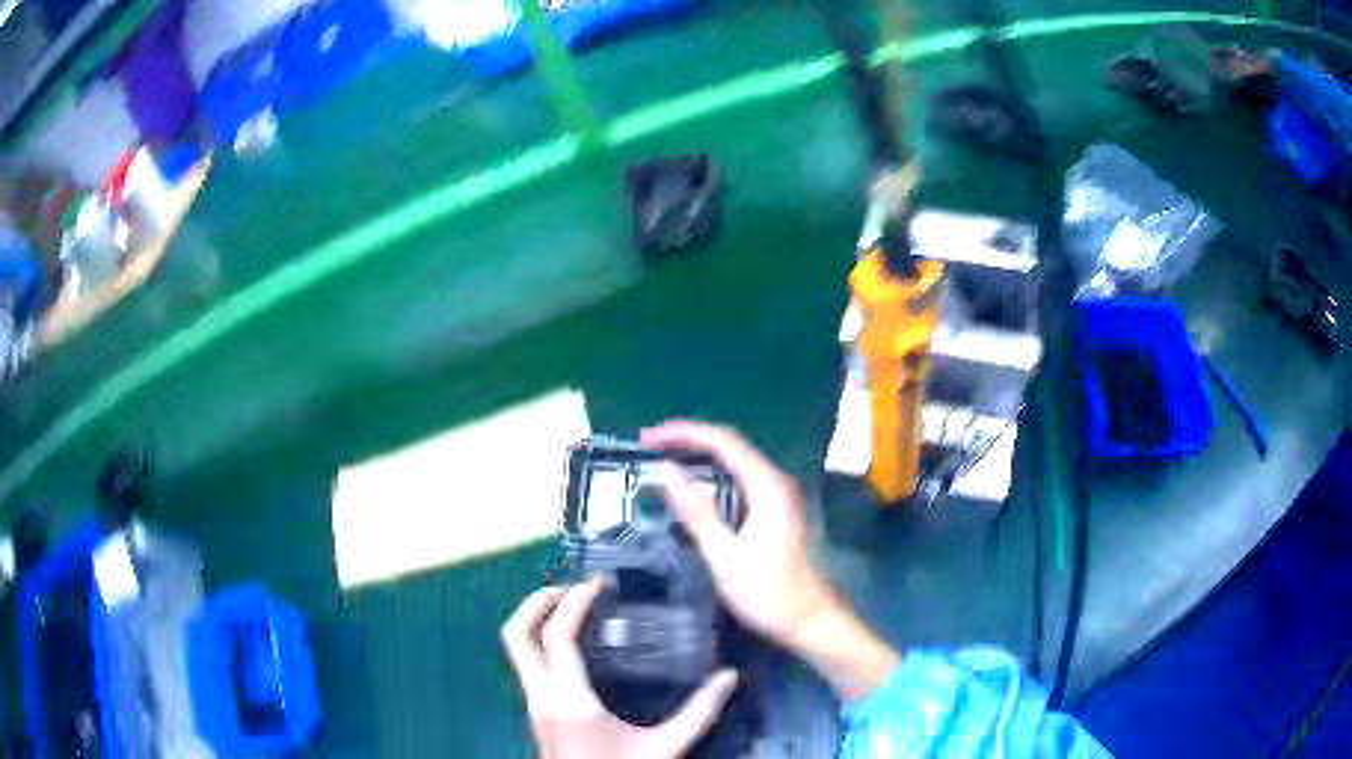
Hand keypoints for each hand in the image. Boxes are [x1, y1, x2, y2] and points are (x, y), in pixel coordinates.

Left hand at [501, 578, 739, 758]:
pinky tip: (578, 647)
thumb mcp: (666, 748)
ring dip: (538, 620)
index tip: (599, 584)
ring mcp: (534, 704)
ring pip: (517, 650)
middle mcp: (542, 697)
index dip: (574, 602)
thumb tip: (728, 677)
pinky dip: (544, 642)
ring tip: (574, 608)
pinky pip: (530, 664)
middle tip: (571, 588)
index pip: (556, 638)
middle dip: (536, 602)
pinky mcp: (538, 711)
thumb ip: (699, 713)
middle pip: (515, 635)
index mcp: (570, 701)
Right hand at [641, 421, 838, 647]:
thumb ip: (696, 511)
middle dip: (689, 440)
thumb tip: (666, 471)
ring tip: (664, 460)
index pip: (723, 441)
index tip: (649, 438)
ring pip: (736, 462)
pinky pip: (741, 480)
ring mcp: (779, 495)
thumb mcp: (725, 556)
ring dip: (700, 456)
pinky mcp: (777, 510)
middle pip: (730, 445)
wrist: (812, 620)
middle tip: (650, 447)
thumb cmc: (769, 593)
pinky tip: (693, 487)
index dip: (683, 433)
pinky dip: (713, 476)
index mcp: (767, 486)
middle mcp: (776, 482)